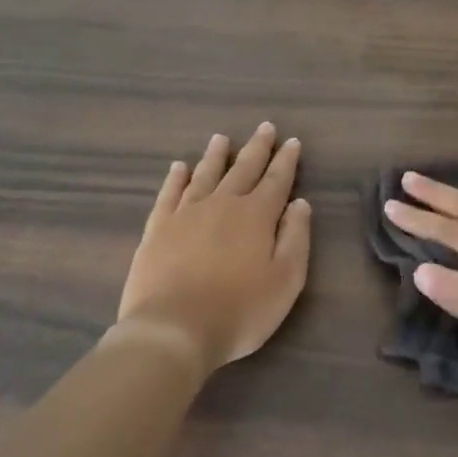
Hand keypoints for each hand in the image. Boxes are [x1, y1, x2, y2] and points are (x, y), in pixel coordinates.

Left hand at [117, 124, 311, 376]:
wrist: (174, 329)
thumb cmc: (240, 310)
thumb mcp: (286, 280)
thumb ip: (295, 238)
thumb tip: (299, 203)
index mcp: (257, 215)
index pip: (277, 180)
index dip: (286, 160)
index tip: (292, 141)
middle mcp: (222, 204)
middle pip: (242, 169)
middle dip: (257, 148)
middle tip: (265, 127)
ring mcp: (186, 213)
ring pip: (205, 175)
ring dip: (216, 156)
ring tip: (221, 139)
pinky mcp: (158, 228)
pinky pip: (169, 194)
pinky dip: (176, 178)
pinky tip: (178, 168)